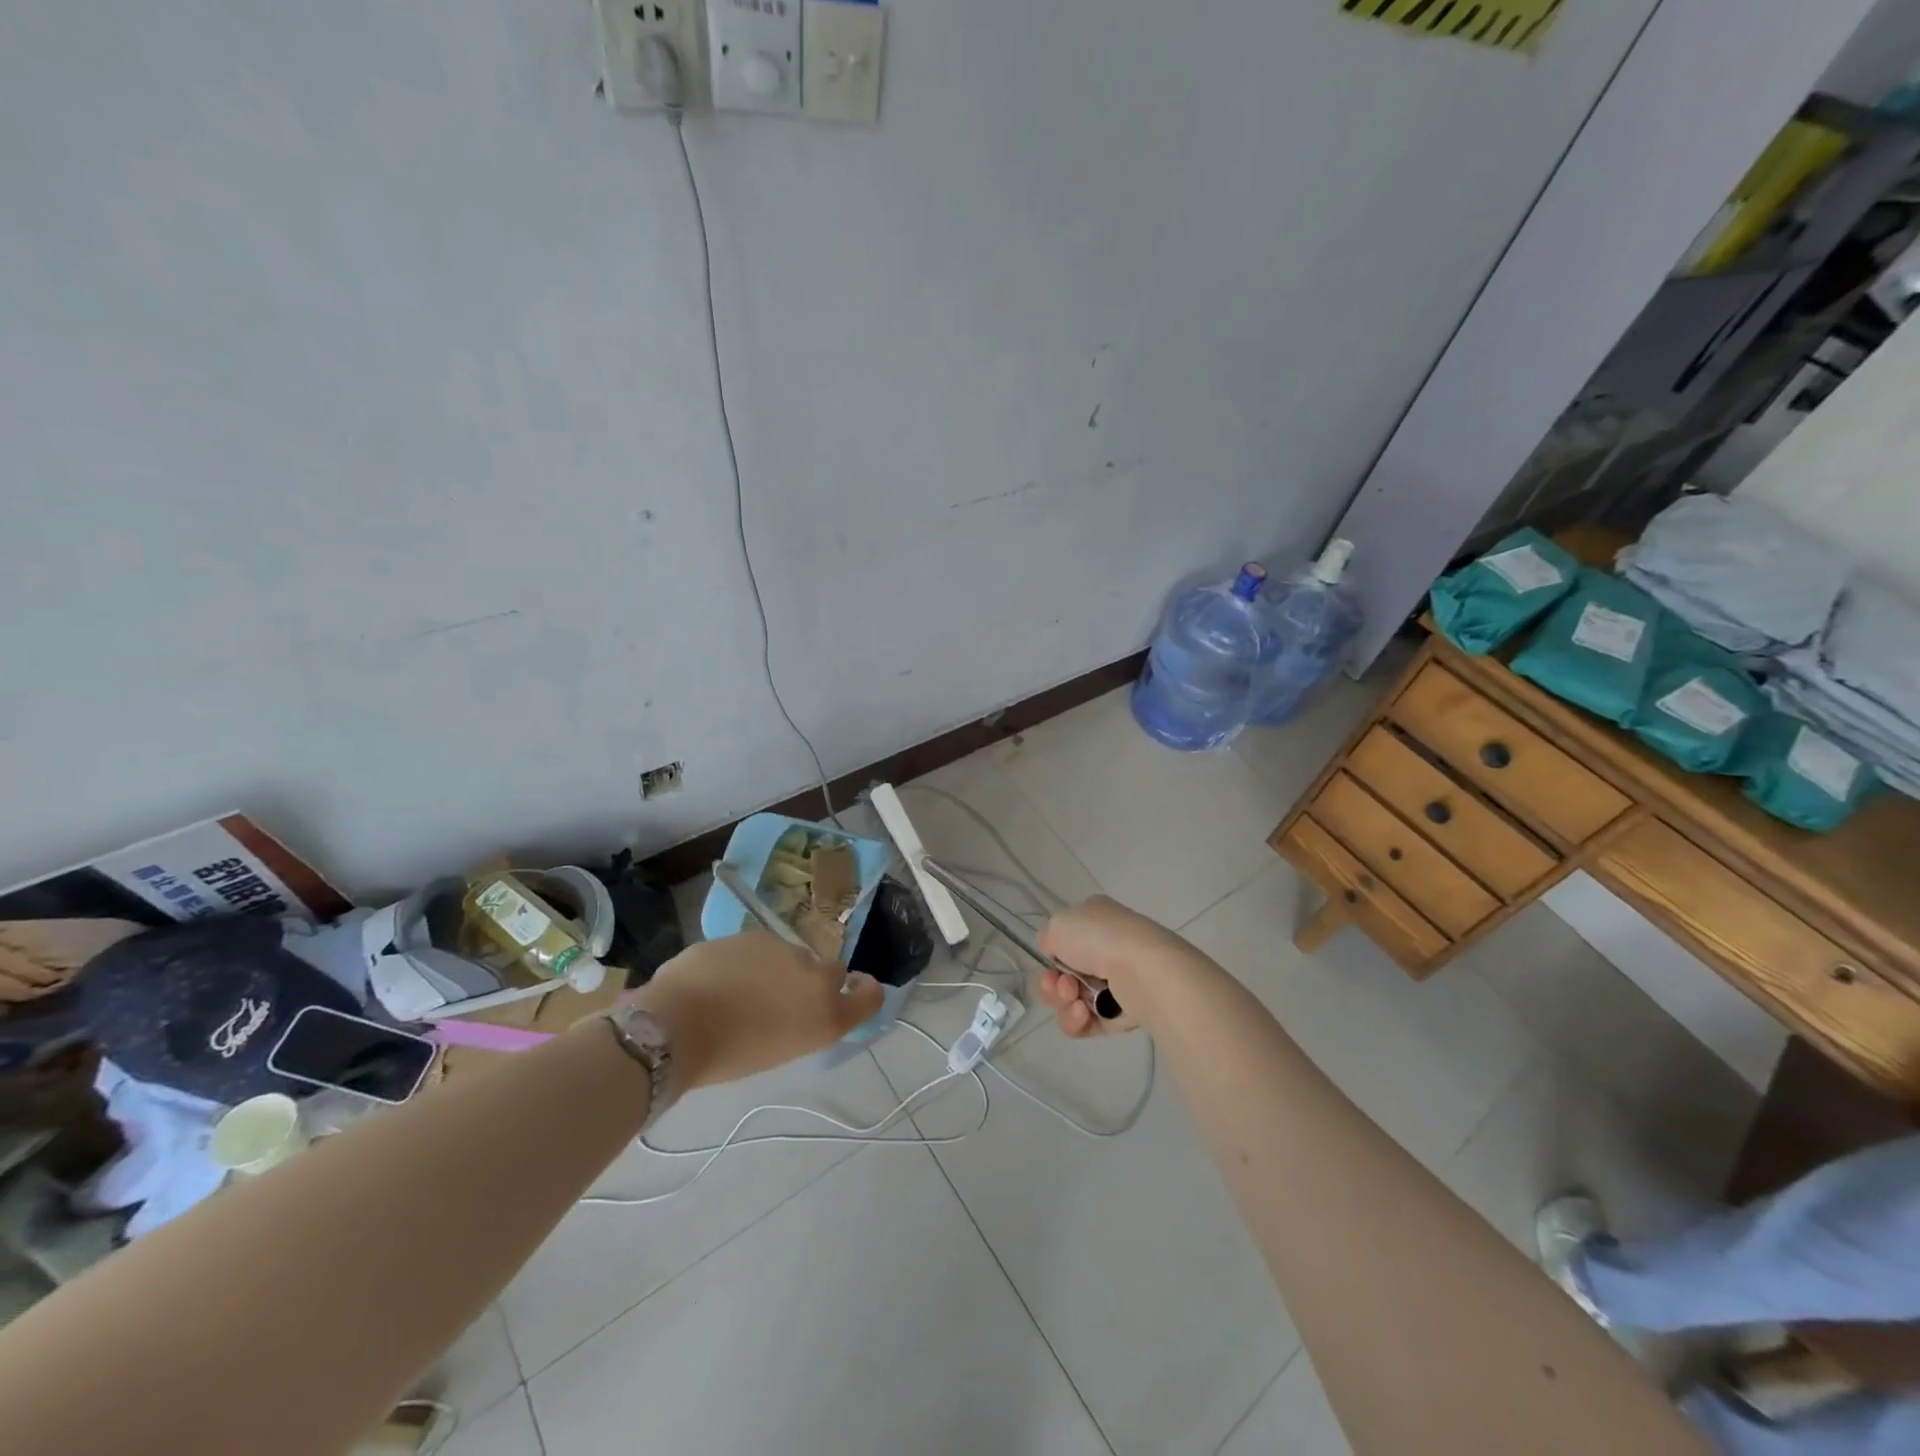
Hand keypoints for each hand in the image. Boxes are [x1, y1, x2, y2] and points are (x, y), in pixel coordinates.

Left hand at [631, 931, 883, 1088]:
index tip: (851, 990)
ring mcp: (786, 950)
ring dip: (778, 970)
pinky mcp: (756, 934)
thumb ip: (802, 1021)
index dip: (864, 990)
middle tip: (782, 1001)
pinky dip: (749, 961)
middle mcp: (817, 976)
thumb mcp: (779, 1050)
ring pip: (792, 957)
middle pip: (831, 972)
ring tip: (741, 993)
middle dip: (813, 981)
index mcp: (827, 1015)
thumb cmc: (727, 1055)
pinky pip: (761, 949)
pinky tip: (721, 979)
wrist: (676, 1024)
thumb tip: (797, 1005)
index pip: (870, 995)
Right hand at [1035, 895, 1197, 1037]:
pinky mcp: (1123, 1012)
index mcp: (1095, 919)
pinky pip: (1088, 1022)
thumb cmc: (1098, 938)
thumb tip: (1055, 950)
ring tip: (1074, 998)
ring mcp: (1116, 981)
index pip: (1066, 939)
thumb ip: (1049, 937)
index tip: (1049, 960)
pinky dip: (1078, 1020)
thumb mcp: (1058, 924)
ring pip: (1073, 1000)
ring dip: (1063, 1002)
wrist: (1142, 970)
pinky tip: (1084, 1013)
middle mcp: (1107, 948)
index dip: (1052, 953)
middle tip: (1060, 984)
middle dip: (1053, 984)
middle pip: (1064, 974)